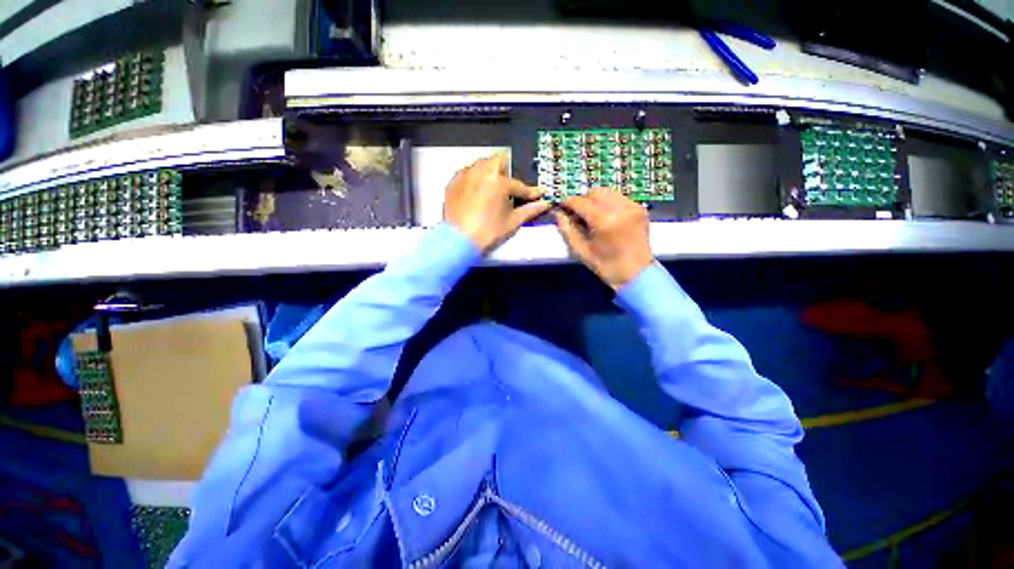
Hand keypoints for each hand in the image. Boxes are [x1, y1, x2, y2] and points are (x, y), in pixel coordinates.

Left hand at [444, 155, 550, 251]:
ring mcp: (464, 175)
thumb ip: (529, 210)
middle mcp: (481, 171)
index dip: (531, 192)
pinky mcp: (452, 182)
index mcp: (498, 181)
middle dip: (506, 171)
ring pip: (480, 165)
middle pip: (498, 161)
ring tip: (490, 189)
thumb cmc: (488, 232)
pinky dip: (473, 180)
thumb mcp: (512, 222)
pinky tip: (475, 193)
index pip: (519, 185)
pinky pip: (466, 173)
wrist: (458, 240)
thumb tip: (544, 204)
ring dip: (489, 173)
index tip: (540, 193)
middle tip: (507, 187)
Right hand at [554, 189, 653, 289]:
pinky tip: (606, 216)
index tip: (562, 207)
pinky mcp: (640, 208)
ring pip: (607, 191)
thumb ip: (567, 229)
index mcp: (603, 221)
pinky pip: (619, 197)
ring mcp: (632, 207)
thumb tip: (558, 213)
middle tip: (577, 213)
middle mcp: (619, 209)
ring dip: (595, 199)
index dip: (568, 202)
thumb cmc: (606, 266)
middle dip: (582, 200)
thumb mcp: (581, 251)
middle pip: (594, 192)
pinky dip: (609, 202)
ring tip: (591, 214)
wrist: (637, 274)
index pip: (580, 201)